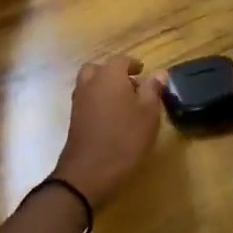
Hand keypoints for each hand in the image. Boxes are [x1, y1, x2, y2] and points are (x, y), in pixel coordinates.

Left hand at [51, 54, 166, 206]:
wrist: (89, 172)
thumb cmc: (125, 138)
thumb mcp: (149, 113)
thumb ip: (153, 90)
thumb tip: (159, 73)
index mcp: (109, 76)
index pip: (121, 60)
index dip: (133, 64)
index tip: (143, 71)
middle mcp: (90, 83)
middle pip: (99, 69)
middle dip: (114, 73)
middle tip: (131, 85)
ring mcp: (78, 102)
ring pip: (90, 84)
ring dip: (104, 87)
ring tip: (123, 103)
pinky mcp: (74, 120)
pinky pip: (86, 101)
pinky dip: (97, 101)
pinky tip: (112, 119)